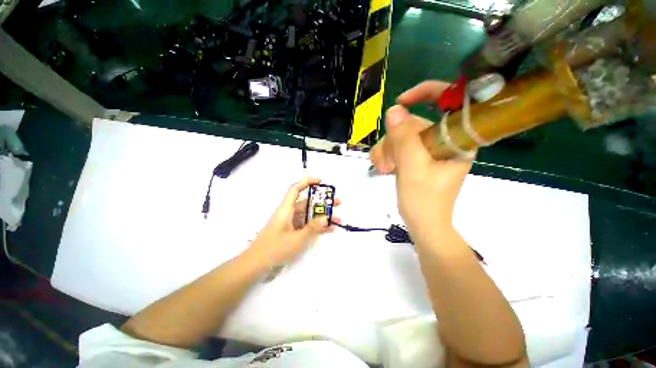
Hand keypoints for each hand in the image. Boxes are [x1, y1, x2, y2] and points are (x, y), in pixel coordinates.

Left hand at [247, 177, 339, 265]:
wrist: (256, 265)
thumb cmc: (275, 249)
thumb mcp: (296, 239)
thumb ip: (312, 228)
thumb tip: (326, 218)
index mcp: (286, 209)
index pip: (295, 189)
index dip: (307, 182)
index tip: (321, 181)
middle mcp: (289, 213)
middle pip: (307, 203)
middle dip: (322, 202)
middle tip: (337, 203)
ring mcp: (291, 223)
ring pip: (308, 215)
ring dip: (322, 217)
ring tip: (337, 219)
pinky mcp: (292, 232)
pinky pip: (306, 226)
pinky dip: (316, 227)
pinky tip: (329, 230)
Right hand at [369, 81, 472, 233]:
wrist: (423, 224)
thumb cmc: (423, 201)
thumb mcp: (412, 168)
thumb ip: (403, 138)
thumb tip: (394, 110)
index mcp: (456, 139)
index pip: (448, 102)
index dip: (426, 93)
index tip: (400, 101)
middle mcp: (445, 140)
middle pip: (413, 123)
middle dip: (393, 140)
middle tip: (385, 164)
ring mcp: (430, 149)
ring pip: (401, 136)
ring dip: (386, 150)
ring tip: (383, 169)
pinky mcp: (418, 157)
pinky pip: (399, 146)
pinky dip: (387, 154)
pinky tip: (383, 167)